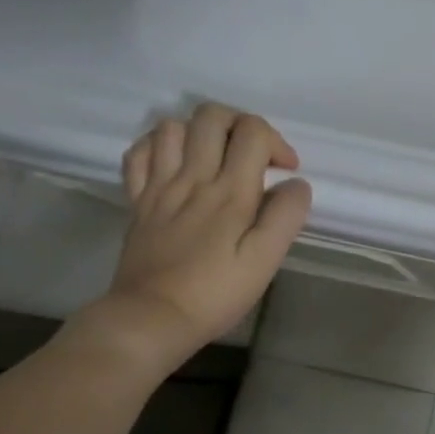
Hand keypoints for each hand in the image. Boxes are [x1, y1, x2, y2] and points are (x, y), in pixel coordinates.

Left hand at [79, 104, 310, 373]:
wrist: (152, 317)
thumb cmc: (216, 292)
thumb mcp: (266, 259)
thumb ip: (286, 216)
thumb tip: (297, 183)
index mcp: (231, 192)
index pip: (252, 132)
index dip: (276, 142)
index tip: (285, 171)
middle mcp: (193, 177)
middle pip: (212, 116)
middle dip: (240, 124)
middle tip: (254, 155)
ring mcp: (159, 186)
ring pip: (173, 126)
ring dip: (200, 132)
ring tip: (217, 157)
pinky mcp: (137, 200)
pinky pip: (140, 152)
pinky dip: (160, 146)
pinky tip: (177, 163)